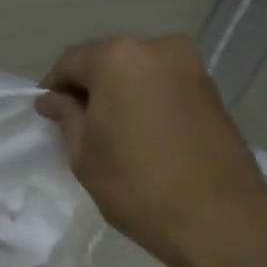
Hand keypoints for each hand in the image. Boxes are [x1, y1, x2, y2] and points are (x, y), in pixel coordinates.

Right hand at [36, 36, 266, 266]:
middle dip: (91, 89)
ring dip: (122, 96)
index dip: (54, 88)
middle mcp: (159, 48)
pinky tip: (144, 137)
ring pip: (140, 74)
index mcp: (120, 57)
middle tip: (78, 126)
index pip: (71, 61)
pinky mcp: (213, 91)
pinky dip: (149, 103)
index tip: (48, 117)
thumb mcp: (85, 155)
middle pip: (109, 61)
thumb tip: (53, 100)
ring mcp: (192, 67)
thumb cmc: (137, 186)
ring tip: (114, 135)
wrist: (218, 218)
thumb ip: (67, 117)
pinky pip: (166, 88)